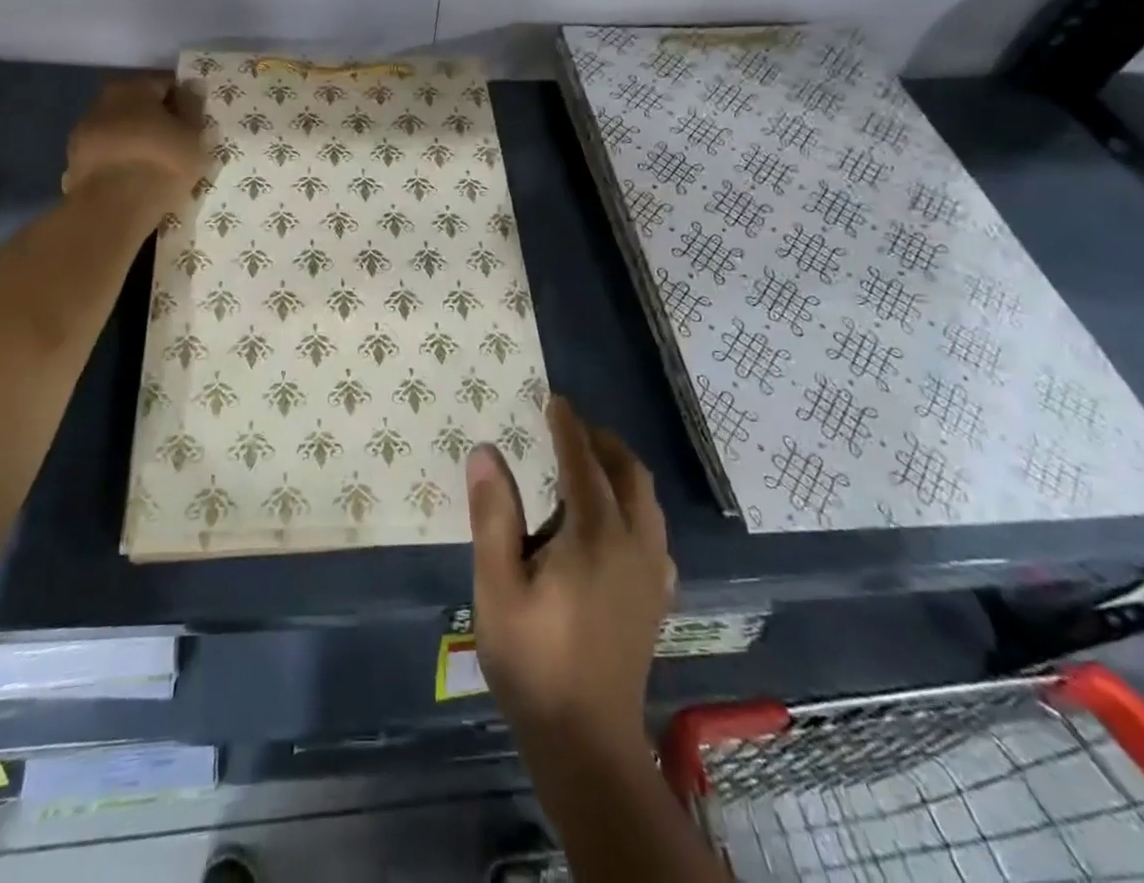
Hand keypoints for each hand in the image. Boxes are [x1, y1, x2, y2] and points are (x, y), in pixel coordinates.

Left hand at [62, 76, 205, 208]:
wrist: (114, 207)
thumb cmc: (162, 162)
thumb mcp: (193, 135)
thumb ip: (193, 107)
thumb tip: (191, 86)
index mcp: (133, 87)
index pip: (165, 84)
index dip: (184, 102)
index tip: (195, 123)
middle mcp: (103, 100)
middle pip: (138, 105)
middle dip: (157, 120)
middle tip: (178, 144)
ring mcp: (83, 131)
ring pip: (120, 129)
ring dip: (136, 140)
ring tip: (156, 165)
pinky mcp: (74, 161)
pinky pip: (107, 154)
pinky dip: (120, 160)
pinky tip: (135, 179)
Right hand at [467, 396, 675, 756]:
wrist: (587, 742)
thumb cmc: (533, 660)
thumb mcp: (497, 585)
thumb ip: (493, 515)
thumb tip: (486, 453)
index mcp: (595, 534)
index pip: (583, 462)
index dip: (567, 427)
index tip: (554, 399)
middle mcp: (634, 543)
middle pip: (629, 473)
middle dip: (602, 442)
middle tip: (570, 428)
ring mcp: (652, 572)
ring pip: (647, 500)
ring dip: (622, 470)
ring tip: (588, 465)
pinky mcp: (656, 597)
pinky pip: (654, 531)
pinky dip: (634, 506)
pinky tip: (611, 522)